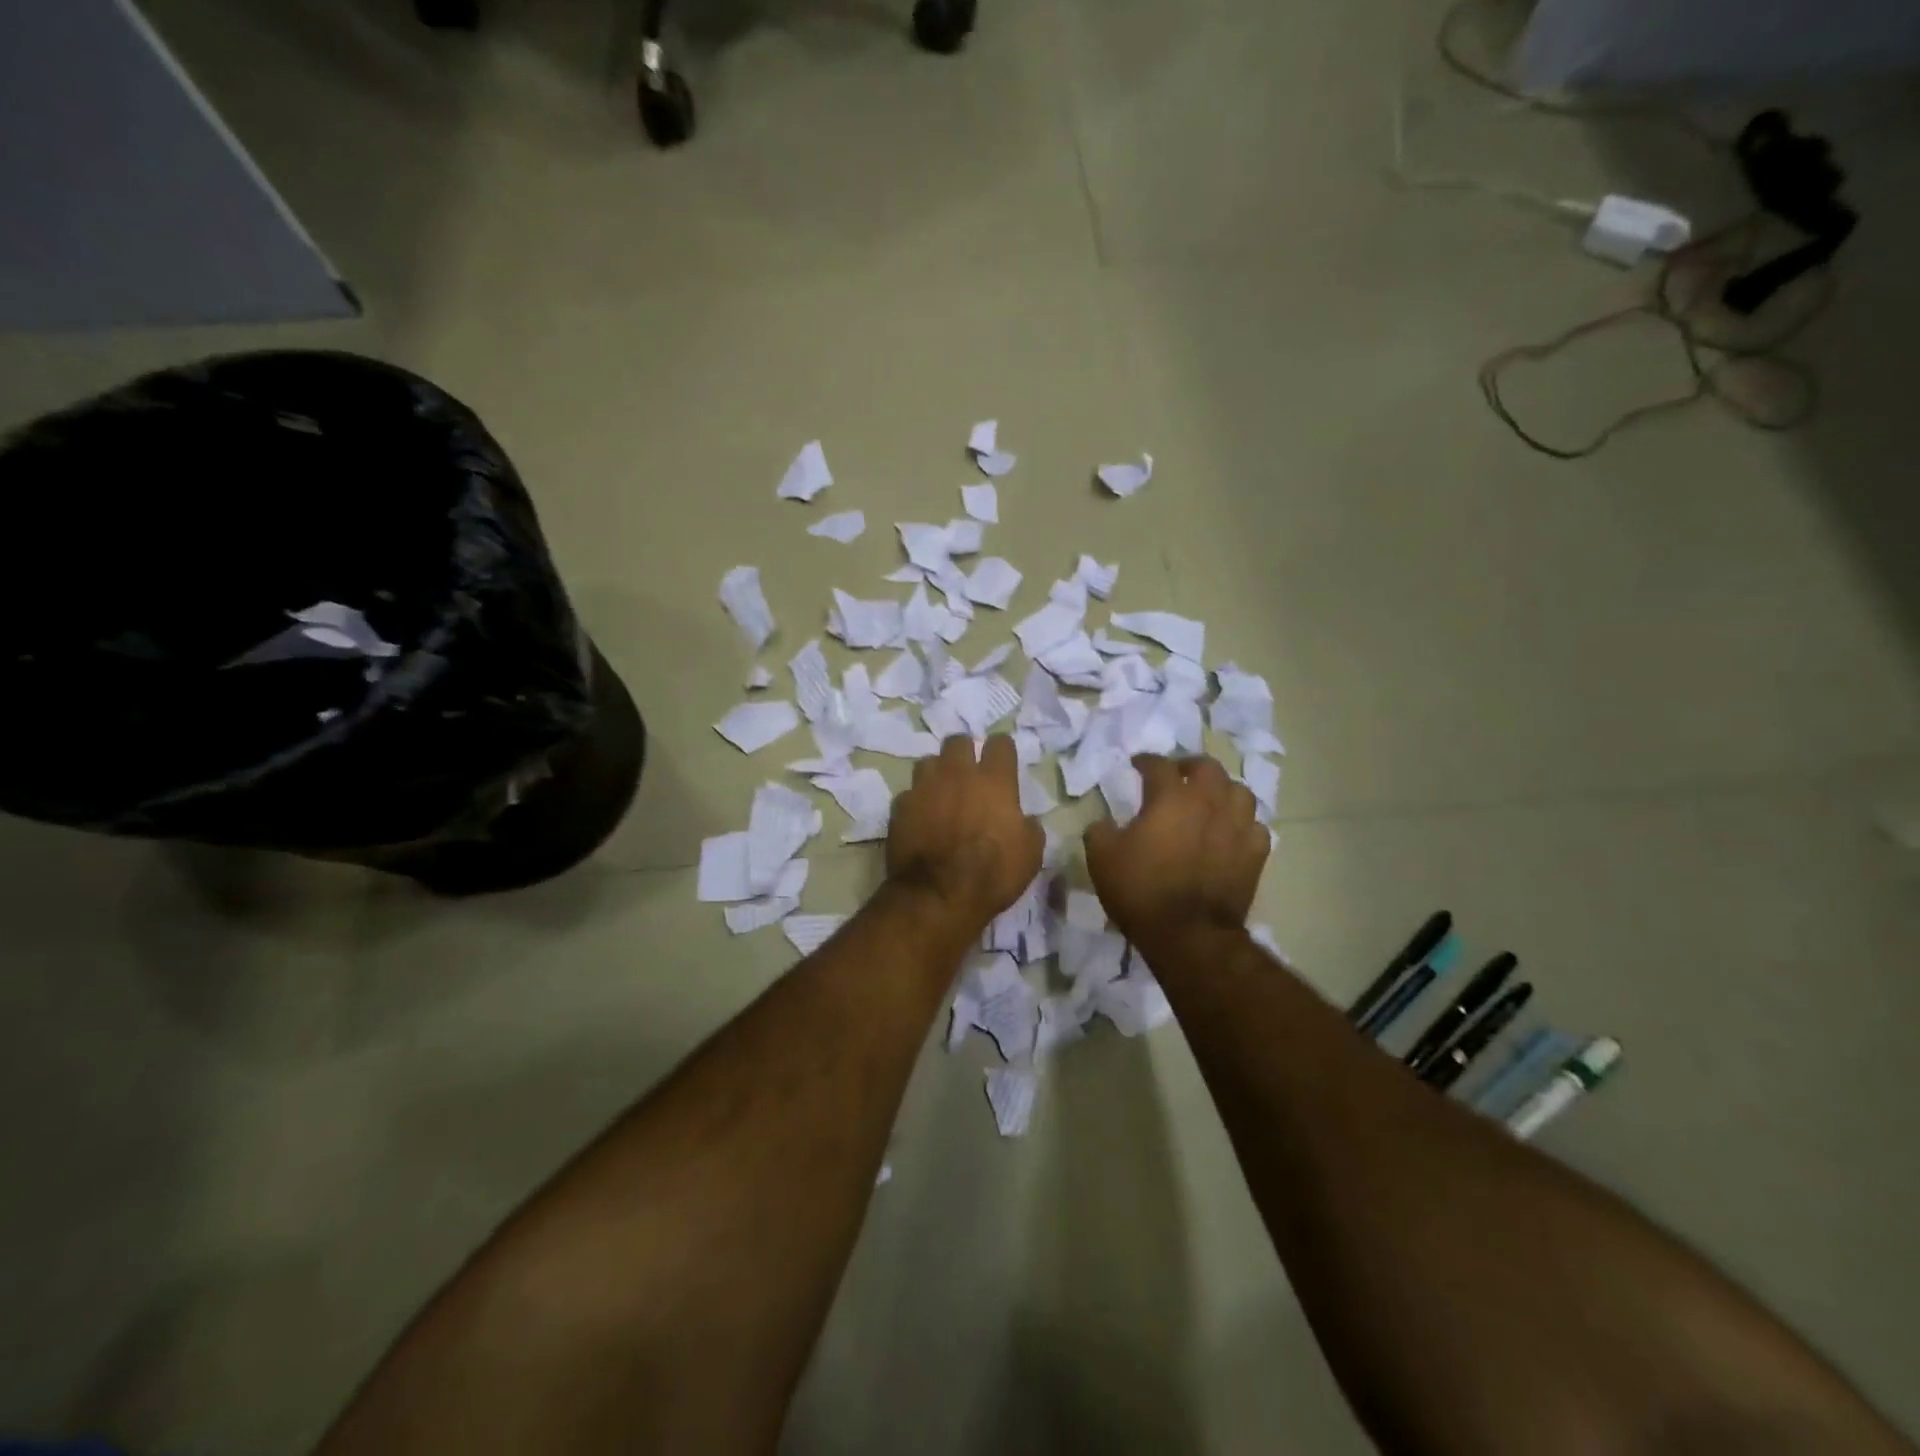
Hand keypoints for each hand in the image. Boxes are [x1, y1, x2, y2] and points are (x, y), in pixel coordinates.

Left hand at [887, 735, 1043, 941]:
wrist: (938, 895)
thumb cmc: (992, 874)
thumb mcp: (1030, 855)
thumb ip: (1029, 827)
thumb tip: (1024, 820)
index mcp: (994, 781)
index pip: (1000, 744)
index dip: (1002, 750)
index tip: (1003, 761)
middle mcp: (957, 774)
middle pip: (958, 742)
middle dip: (964, 752)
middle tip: (968, 772)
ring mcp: (924, 788)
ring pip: (928, 762)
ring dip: (937, 772)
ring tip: (941, 792)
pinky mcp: (900, 807)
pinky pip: (908, 794)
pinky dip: (916, 802)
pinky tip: (920, 817)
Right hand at [1086, 755, 1268, 952]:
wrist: (1189, 935)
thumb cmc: (1141, 890)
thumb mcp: (1102, 858)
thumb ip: (1100, 831)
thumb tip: (1104, 823)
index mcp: (1171, 797)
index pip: (1159, 765)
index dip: (1145, 761)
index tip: (1136, 765)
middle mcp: (1209, 802)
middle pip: (1207, 768)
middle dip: (1190, 766)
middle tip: (1177, 775)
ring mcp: (1238, 827)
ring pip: (1239, 792)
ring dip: (1222, 790)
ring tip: (1210, 800)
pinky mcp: (1255, 854)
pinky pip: (1254, 826)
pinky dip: (1242, 824)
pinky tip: (1231, 832)